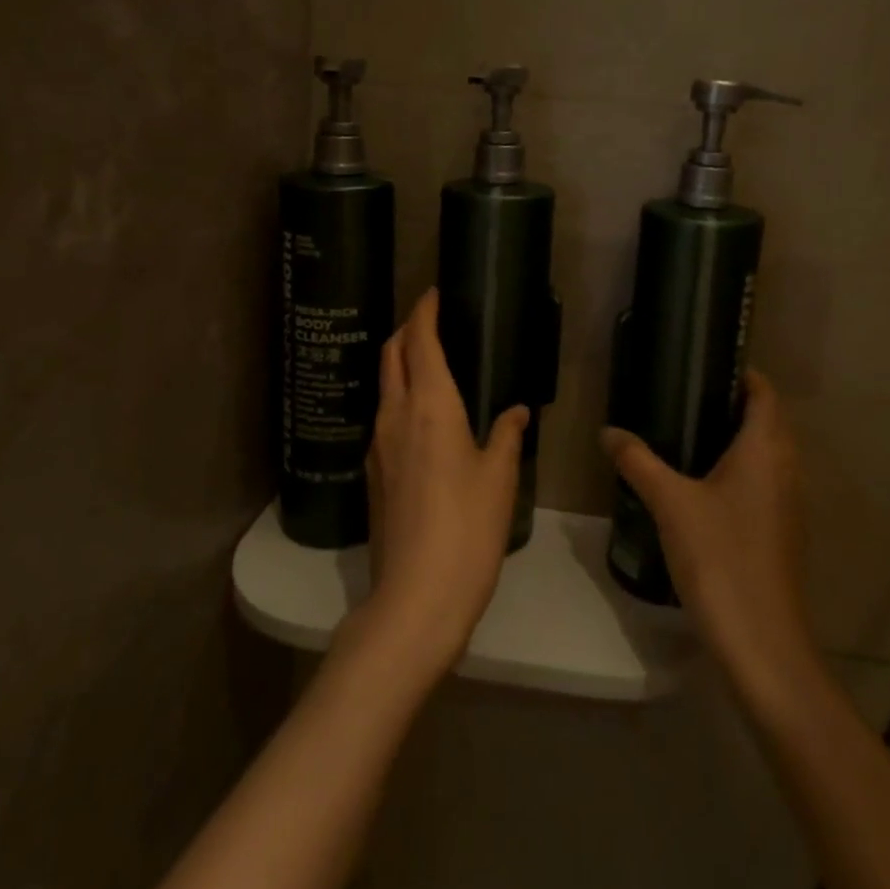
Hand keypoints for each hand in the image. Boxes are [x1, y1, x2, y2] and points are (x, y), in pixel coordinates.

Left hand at [356, 289, 527, 681]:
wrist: (416, 596)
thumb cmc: (468, 528)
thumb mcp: (499, 478)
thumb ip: (506, 436)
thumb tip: (516, 412)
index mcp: (430, 405)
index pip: (420, 340)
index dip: (425, 311)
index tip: (434, 292)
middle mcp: (396, 415)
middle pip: (392, 354)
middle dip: (408, 329)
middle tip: (431, 319)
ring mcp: (378, 444)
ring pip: (385, 385)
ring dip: (401, 363)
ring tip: (430, 362)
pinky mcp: (373, 472)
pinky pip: (385, 416)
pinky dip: (400, 397)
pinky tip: (422, 416)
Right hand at [602, 371, 818, 694]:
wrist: (762, 643)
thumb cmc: (720, 558)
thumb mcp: (670, 504)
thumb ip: (638, 461)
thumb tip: (608, 431)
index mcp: (765, 450)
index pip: (765, 394)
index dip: (742, 374)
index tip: (705, 364)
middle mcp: (786, 470)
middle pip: (768, 421)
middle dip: (734, 404)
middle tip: (686, 395)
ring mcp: (788, 504)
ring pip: (767, 454)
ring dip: (737, 439)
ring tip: (688, 433)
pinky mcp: (780, 533)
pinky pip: (764, 483)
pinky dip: (740, 470)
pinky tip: (702, 485)